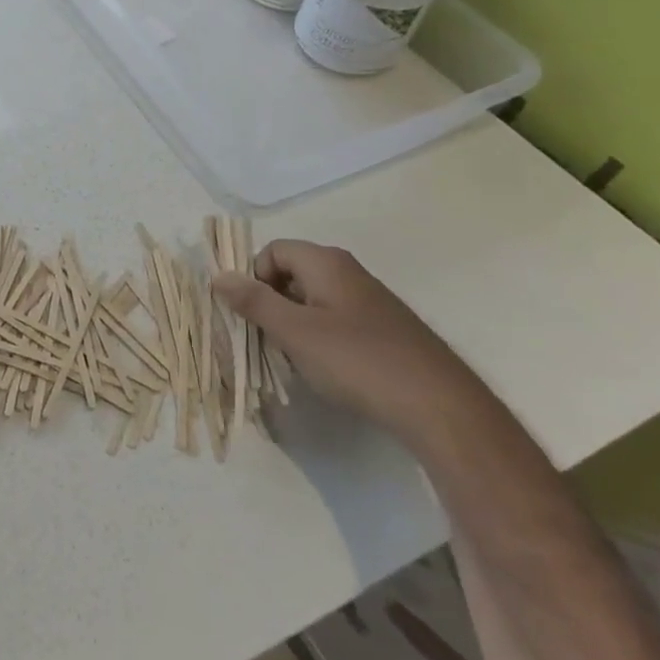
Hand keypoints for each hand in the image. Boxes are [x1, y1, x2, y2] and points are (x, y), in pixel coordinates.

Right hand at [212, 240, 484, 445]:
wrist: (441, 408)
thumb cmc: (358, 361)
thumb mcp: (294, 332)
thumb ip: (254, 301)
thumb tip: (218, 275)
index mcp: (326, 263)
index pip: (272, 251)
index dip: (254, 278)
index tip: (252, 314)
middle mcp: (349, 273)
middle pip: (291, 274)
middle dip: (271, 304)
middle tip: (267, 340)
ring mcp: (370, 302)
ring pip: (312, 301)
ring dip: (293, 325)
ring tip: (295, 360)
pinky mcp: (385, 331)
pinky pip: (336, 321)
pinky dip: (320, 339)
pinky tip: (327, 370)